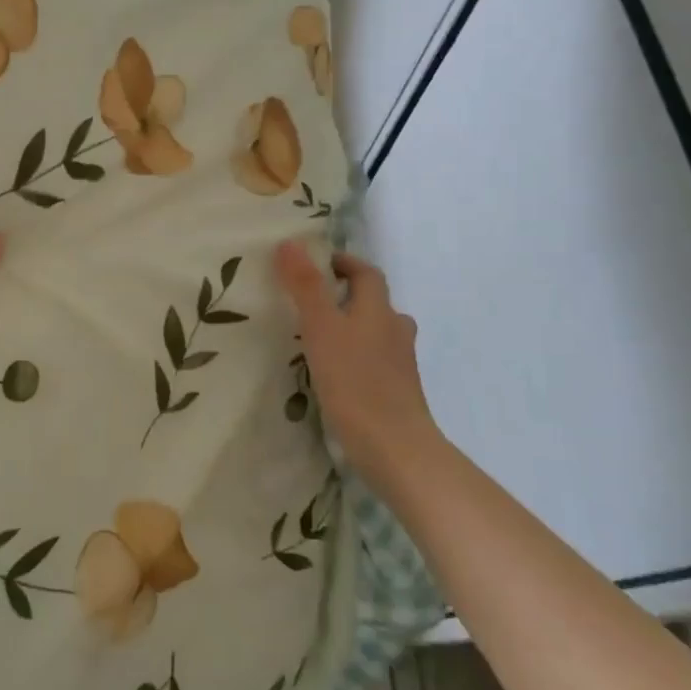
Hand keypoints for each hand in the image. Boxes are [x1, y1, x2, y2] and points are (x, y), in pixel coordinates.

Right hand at [274, 239, 444, 471]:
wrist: (395, 447)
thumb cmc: (355, 381)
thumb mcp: (321, 328)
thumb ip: (306, 287)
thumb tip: (291, 242)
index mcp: (378, 310)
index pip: (366, 273)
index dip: (344, 263)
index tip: (316, 263)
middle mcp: (394, 331)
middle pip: (374, 303)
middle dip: (346, 296)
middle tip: (310, 301)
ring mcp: (399, 364)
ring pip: (376, 333)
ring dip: (352, 328)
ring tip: (319, 337)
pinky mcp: (396, 391)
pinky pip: (374, 361)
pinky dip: (356, 357)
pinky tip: (334, 373)